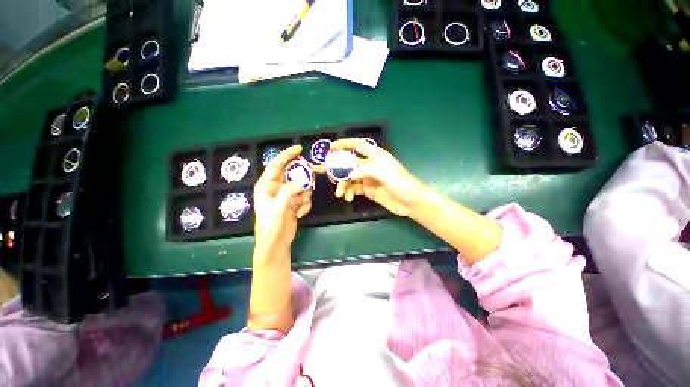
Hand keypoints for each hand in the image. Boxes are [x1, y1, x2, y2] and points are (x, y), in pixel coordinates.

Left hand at [253, 145, 311, 252]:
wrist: (276, 243)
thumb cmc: (271, 225)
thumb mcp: (278, 207)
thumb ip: (288, 191)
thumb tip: (300, 183)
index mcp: (266, 186)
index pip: (276, 165)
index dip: (287, 155)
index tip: (299, 148)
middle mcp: (276, 188)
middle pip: (291, 174)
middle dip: (302, 176)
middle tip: (313, 175)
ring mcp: (286, 196)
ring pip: (301, 187)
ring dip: (304, 195)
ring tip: (301, 205)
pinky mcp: (293, 204)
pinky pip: (304, 198)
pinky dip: (305, 205)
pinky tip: (300, 214)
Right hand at [328, 138, 424, 216]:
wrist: (411, 202)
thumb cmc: (401, 183)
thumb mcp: (383, 173)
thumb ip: (364, 170)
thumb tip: (347, 173)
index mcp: (375, 156)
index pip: (358, 145)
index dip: (345, 144)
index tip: (331, 147)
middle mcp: (369, 165)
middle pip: (349, 163)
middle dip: (337, 168)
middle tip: (324, 172)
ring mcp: (368, 178)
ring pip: (349, 178)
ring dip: (343, 184)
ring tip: (340, 193)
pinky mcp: (368, 189)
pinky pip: (353, 189)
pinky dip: (348, 192)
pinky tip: (348, 197)